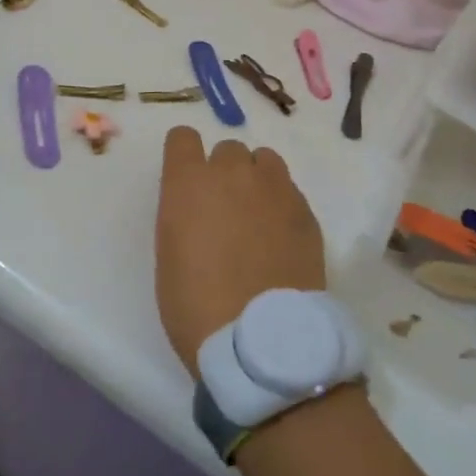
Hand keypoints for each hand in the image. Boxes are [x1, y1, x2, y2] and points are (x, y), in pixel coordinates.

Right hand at [155, 128, 325, 376]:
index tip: (187, 178)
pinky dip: (282, 204)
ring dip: (256, 179)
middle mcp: (232, 172)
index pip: (182, 137)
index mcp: (188, 182)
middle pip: (227, 149)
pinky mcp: (305, 210)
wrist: (260, 338)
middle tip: (224, 209)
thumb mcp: (170, 254)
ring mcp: (274, 188)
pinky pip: (289, 190)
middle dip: (224, 172)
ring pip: (264, 160)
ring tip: (257, 216)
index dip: (184, 154)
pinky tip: (280, 238)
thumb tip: (200, 209)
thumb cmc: (195, 305)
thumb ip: (183, 214)